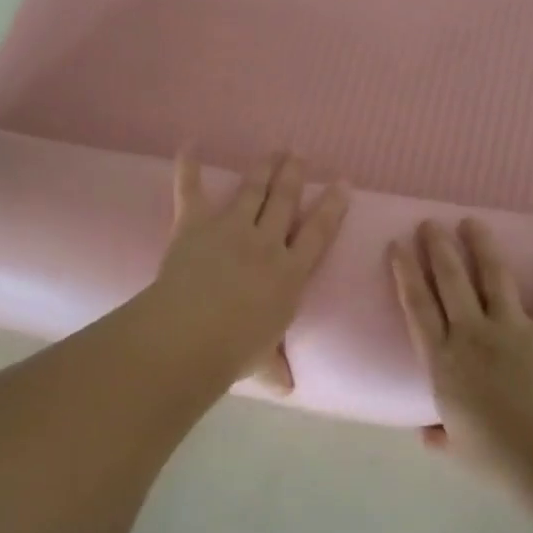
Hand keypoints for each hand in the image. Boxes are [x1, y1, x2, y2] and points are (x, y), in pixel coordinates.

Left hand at [152, 150, 349, 393]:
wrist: (190, 335)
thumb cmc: (233, 352)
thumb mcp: (263, 364)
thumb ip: (276, 369)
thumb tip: (288, 388)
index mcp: (290, 273)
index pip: (319, 233)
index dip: (333, 206)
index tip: (344, 183)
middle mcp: (266, 242)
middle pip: (286, 201)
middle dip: (295, 175)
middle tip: (300, 155)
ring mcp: (231, 228)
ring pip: (253, 189)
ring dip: (264, 167)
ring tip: (274, 151)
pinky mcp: (195, 223)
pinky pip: (191, 189)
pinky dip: (188, 166)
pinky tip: (189, 144)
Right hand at [389, 219, 532, 480]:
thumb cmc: (498, 459)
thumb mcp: (459, 449)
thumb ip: (440, 436)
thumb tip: (426, 434)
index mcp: (443, 362)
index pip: (417, 307)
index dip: (405, 273)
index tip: (397, 245)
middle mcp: (473, 334)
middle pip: (450, 281)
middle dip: (438, 248)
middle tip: (430, 223)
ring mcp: (514, 328)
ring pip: (494, 275)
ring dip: (482, 244)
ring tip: (472, 221)